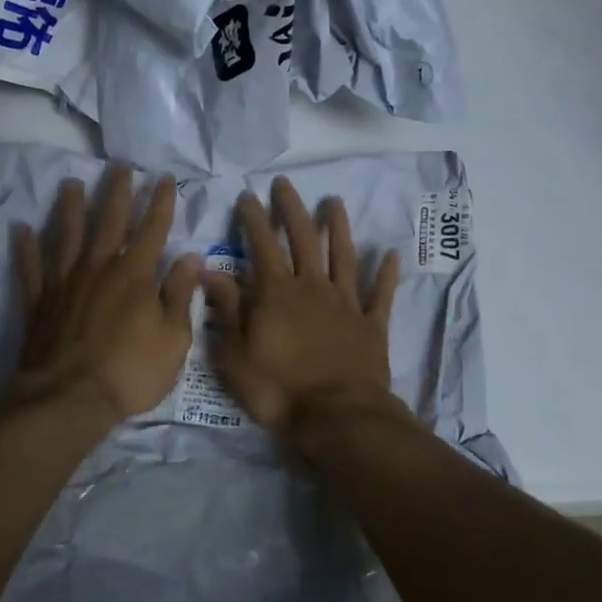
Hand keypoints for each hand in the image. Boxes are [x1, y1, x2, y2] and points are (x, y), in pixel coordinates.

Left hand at [10, 166, 200, 421]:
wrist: (69, 398)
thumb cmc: (130, 372)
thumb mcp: (173, 339)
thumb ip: (179, 295)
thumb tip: (190, 257)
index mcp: (134, 275)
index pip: (152, 229)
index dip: (160, 202)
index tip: (164, 178)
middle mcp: (98, 268)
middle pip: (108, 221)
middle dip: (117, 192)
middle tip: (120, 165)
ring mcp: (65, 283)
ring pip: (67, 235)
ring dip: (70, 207)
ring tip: (71, 183)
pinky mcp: (39, 302)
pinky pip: (30, 268)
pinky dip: (25, 248)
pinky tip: (20, 228)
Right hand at [203, 177, 401, 434]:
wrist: (337, 418)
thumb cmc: (279, 390)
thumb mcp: (236, 355)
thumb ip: (226, 310)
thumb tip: (210, 271)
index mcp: (277, 294)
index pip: (262, 245)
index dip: (254, 218)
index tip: (248, 195)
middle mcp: (313, 288)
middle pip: (304, 240)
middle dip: (292, 209)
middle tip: (285, 184)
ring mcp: (346, 304)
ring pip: (344, 257)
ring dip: (339, 228)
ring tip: (335, 202)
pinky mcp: (372, 325)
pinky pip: (380, 294)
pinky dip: (386, 274)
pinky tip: (391, 254)